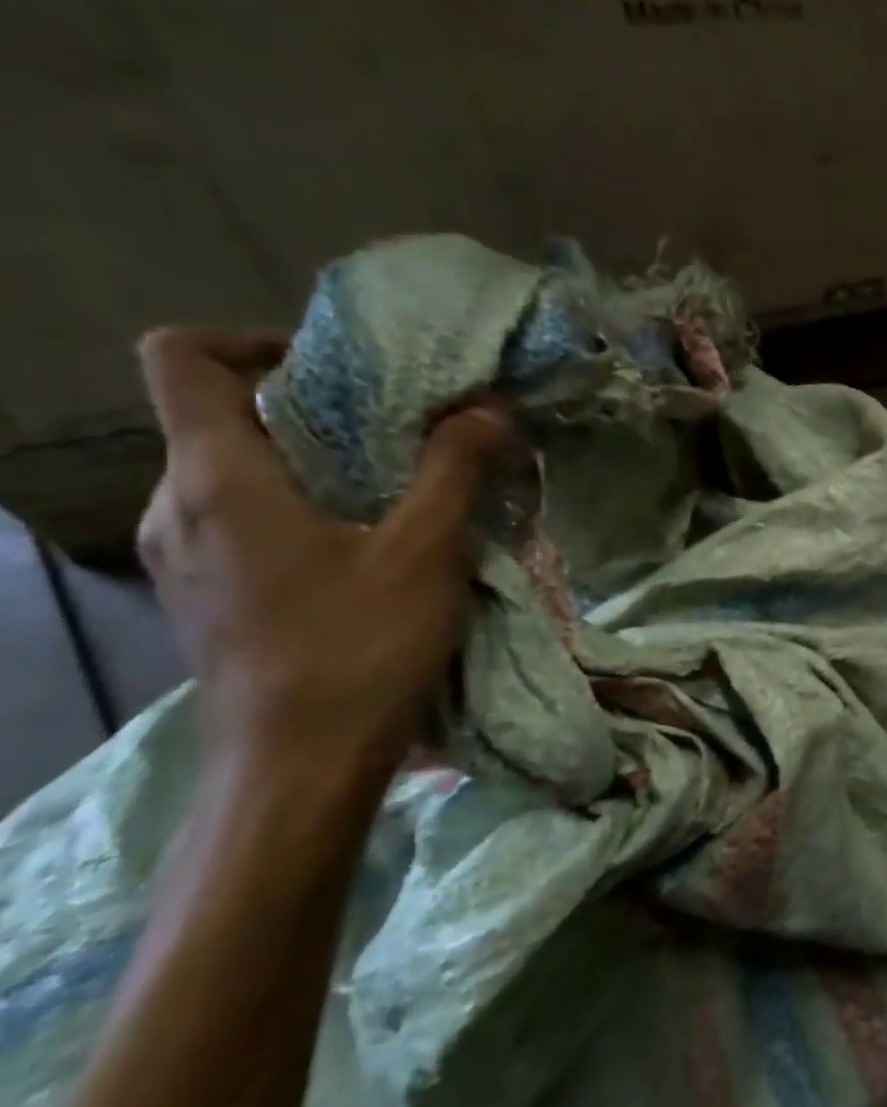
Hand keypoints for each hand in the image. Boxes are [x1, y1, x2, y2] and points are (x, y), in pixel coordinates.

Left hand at [135, 329, 511, 805]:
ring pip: (237, 469)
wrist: (299, 766)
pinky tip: (370, 538)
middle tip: (403, 426)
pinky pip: (245, 516)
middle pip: (222, 414)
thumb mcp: (424, 550)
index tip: (342, 367)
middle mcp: (178, 506)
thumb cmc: (358, 647)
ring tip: (398, 481)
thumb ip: (454, 468)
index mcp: (217, 479)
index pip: (184, 359)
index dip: (256, 340)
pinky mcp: (209, 592)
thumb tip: (488, 408)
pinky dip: (304, 503)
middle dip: (314, 405)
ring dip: (316, 459)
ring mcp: (186, 554)